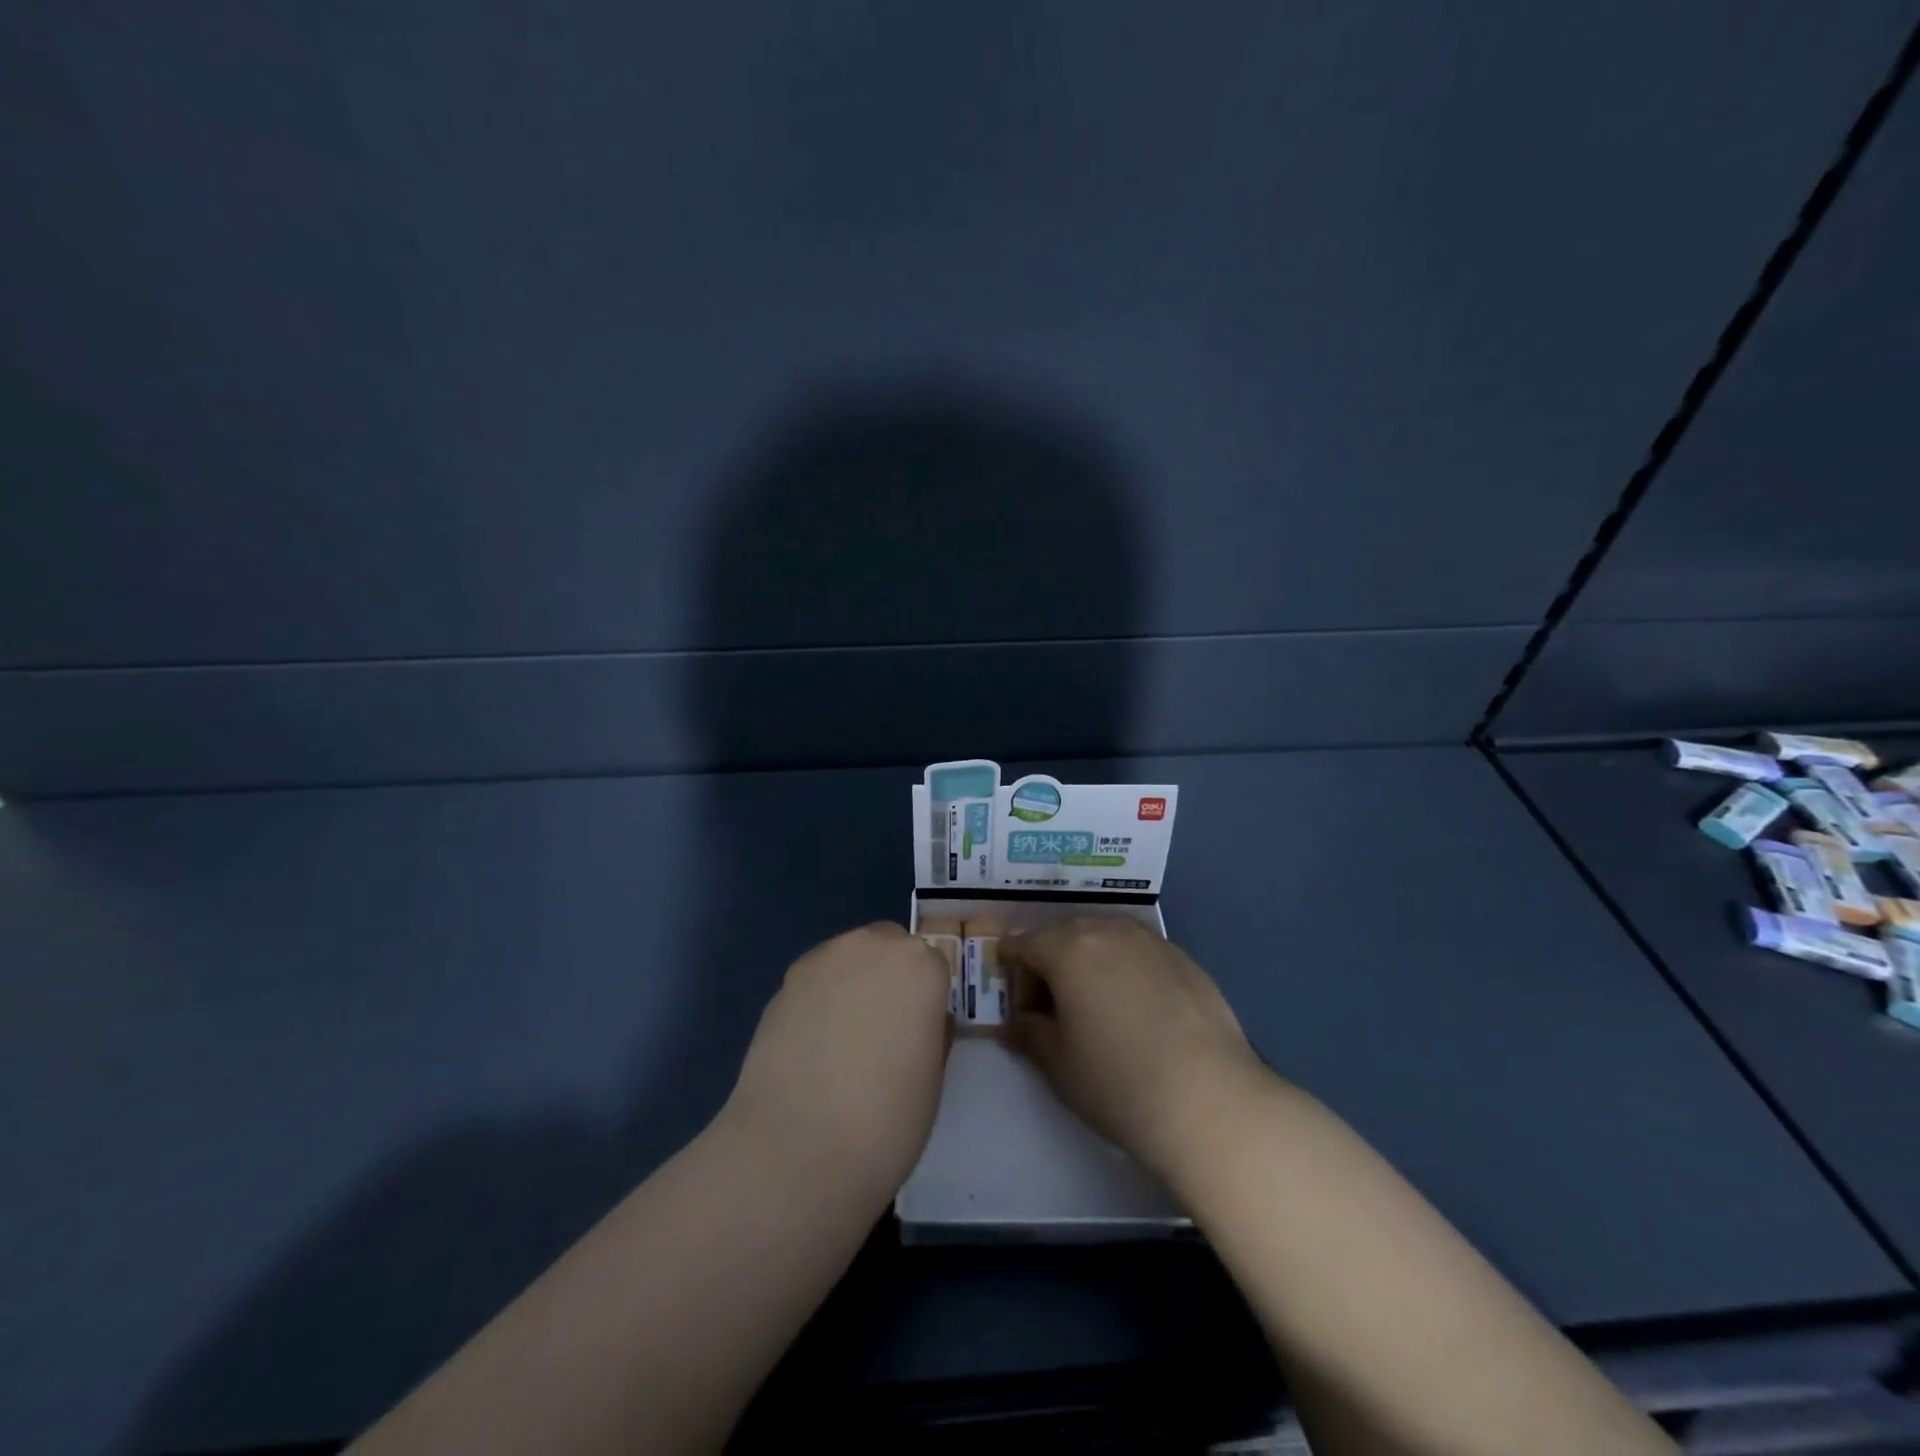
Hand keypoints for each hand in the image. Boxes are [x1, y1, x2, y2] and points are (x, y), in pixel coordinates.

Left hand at [722, 923, 952, 1199]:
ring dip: (852, 984)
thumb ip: (928, 1031)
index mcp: (919, 966)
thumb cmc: (886, 1120)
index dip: (928, 999)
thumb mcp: (932, 1076)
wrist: (797, 1149)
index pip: (933, 964)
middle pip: (888, 946)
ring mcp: (820, 961)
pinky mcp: (782, 985)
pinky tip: (812, 1049)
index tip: (920, 1032)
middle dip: (890, 976)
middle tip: (884, 1030)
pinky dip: (819, 1003)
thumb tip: (915, 1023)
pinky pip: (815, 982)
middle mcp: (870, 947)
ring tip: (842, 1041)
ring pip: (848, 959)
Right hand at [1001, 916, 1267, 1179]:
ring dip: (1090, 962)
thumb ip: (1028, 1033)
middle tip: (1053, 1010)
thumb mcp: (1057, 1064)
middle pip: (1064, 934)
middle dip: (1050, 963)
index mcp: (1069, 947)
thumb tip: (1017, 1022)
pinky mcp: (1185, 959)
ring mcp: (1152, 941)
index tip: (1018, 1007)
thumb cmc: (1117, 1081)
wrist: (1210, 1100)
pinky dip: (1126, 970)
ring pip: (1105, 938)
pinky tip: (1138, 1012)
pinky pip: (1139, 953)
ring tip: (1096, 1007)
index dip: (1012, 972)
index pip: (1024, 945)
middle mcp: (1109, 930)